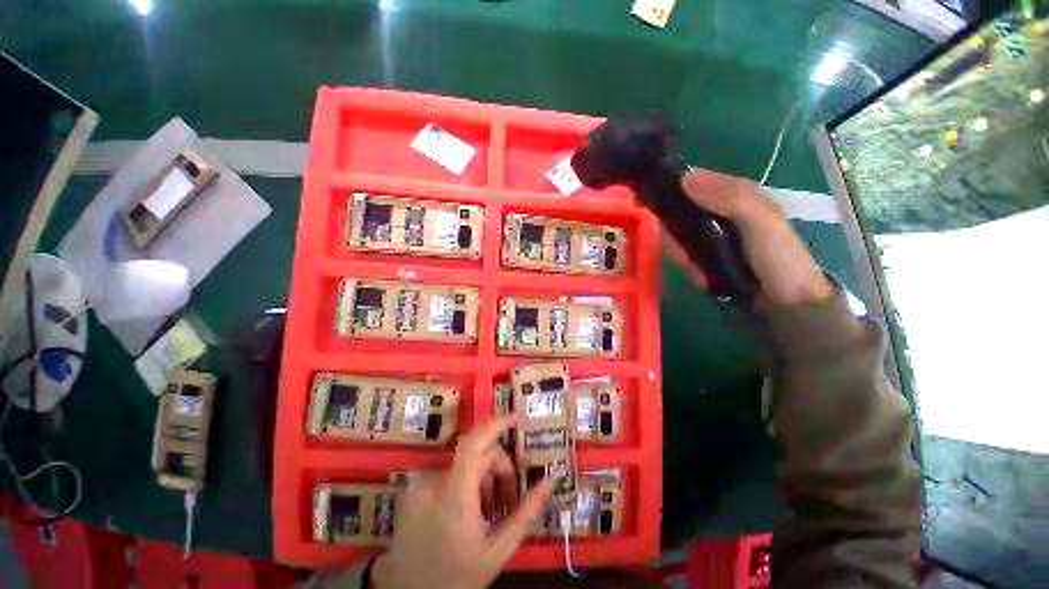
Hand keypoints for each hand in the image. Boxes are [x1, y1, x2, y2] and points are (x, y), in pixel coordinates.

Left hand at [372, 415, 554, 588]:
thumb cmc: (456, 576)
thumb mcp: (498, 550)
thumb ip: (526, 512)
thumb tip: (551, 479)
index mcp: (454, 496)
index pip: (475, 443)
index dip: (496, 424)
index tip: (517, 418)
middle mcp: (434, 481)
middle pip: (477, 456)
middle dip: (499, 471)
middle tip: (507, 502)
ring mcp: (421, 483)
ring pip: (465, 465)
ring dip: (482, 480)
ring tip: (485, 514)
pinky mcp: (415, 487)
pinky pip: (449, 472)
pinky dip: (465, 484)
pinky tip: (466, 512)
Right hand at [666, 169, 832, 307]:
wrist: (787, 302)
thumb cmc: (778, 257)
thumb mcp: (761, 221)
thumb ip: (731, 198)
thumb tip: (685, 178)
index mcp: (736, 195)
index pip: (694, 183)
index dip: (672, 191)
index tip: (652, 207)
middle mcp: (720, 212)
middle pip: (679, 213)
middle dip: (676, 236)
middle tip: (684, 255)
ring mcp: (712, 235)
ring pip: (678, 236)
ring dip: (682, 255)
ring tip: (698, 272)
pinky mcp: (706, 256)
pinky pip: (684, 255)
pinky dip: (688, 267)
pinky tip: (701, 278)